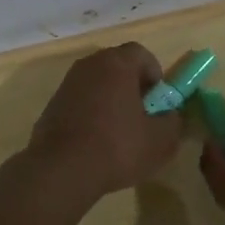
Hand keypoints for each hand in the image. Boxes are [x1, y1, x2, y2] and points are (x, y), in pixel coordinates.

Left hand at [25, 43, 183, 199]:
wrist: (60, 171)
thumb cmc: (117, 147)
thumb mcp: (161, 140)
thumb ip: (173, 121)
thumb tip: (169, 115)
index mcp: (117, 64)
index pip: (141, 53)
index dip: (154, 74)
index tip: (158, 101)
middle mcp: (89, 65)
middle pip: (118, 67)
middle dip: (133, 87)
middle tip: (142, 116)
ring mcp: (67, 84)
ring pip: (98, 84)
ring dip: (111, 100)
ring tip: (119, 132)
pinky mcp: (52, 105)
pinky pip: (80, 101)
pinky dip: (91, 113)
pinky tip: (96, 142)